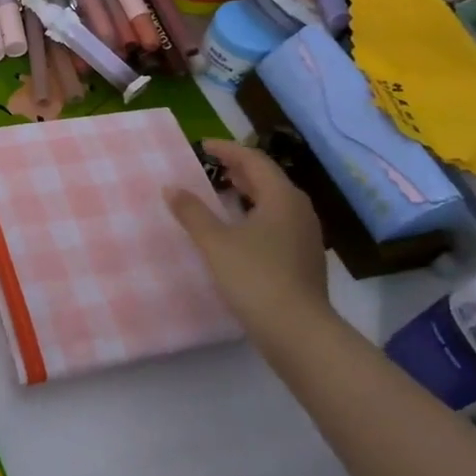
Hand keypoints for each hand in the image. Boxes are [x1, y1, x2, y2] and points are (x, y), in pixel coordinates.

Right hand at [166, 139, 332, 347]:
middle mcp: (299, 210)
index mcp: (282, 198)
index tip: (203, 145)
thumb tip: (171, 187)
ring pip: (274, 201)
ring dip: (248, 192)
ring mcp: (305, 236)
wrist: (297, 330)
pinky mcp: (302, 257)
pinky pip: (277, 221)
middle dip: (239, 169)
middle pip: (268, 179)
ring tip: (221, 193)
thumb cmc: (255, 277)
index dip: (228, 150)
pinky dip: (255, 213)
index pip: (254, 161)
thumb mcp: (215, 242)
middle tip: (211, 166)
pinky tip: (238, 228)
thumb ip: (192, 212)